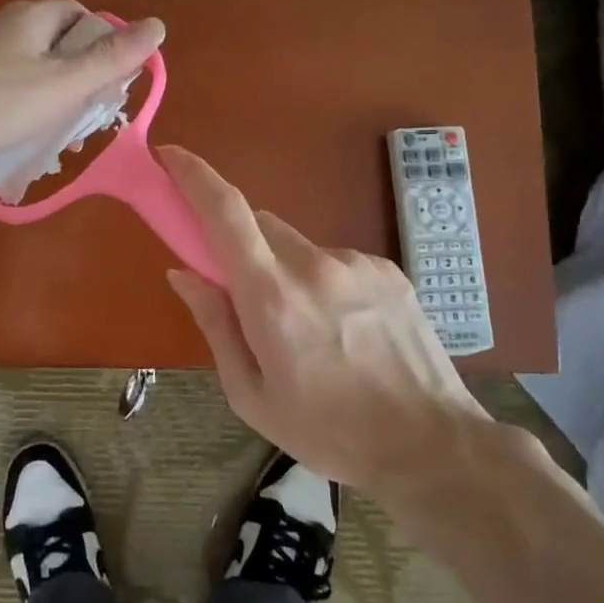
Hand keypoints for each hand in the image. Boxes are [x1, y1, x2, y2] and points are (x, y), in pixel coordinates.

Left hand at [0, 0, 164, 183]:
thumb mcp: (64, 83)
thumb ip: (111, 58)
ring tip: (61, 130)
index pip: (80, 16)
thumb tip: (158, 25)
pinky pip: (5, 86)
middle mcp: (4, 25)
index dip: (103, 43)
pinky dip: (23, 105)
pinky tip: (22, 133)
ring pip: (31, 67)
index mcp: (32, 17)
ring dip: (53, 94)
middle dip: (79, 74)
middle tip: (90, 111)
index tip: (111, 80)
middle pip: (57, 42)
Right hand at [159, 146, 493, 507]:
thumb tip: (183, 272)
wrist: (432, 446)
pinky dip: (321, 280)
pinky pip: (334, 260)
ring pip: (296, 244)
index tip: (170, 157)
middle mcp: (314, 265)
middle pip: (258, 224)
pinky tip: (344, 329)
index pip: (226, 212)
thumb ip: (215, 324)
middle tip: (243, 295)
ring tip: (307, 330)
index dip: (194, 175)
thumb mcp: (252, 395)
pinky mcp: (387, 268)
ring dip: (283, 268)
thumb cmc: (329, 432)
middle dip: (239, 245)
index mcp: (273, 298)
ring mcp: (356, 262)